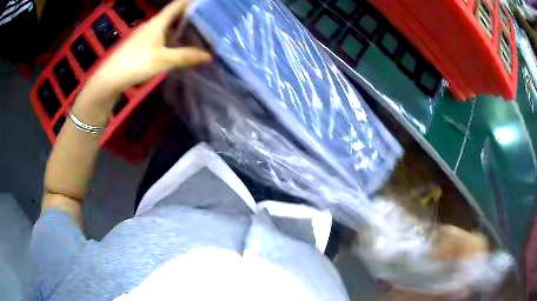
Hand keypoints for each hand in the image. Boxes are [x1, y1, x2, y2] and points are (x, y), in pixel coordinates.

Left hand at [91, 0, 210, 93]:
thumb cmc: (136, 63)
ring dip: (180, 30)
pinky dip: (171, 40)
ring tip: (196, 35)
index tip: (205, 3)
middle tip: (207, 22)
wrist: (110, 78)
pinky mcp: (139, 45)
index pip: (177, 5)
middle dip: (190, 17)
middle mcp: (151, 25)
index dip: (191, 1)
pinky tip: (176, 48)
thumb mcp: (163, 60)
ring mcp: (144, 35)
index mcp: (158, 22)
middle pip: (173, 16)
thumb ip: (186, 57)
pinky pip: (160, 38)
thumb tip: (209, 56)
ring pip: (166, 28)